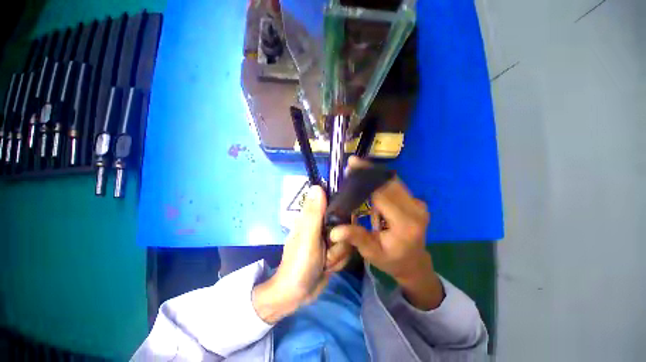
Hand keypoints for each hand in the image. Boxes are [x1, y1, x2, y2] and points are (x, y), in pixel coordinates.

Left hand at [252, 185, 352, 323]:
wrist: (296, 295)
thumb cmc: (299, 263)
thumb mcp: (308, 237)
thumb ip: (314, 213)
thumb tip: (317, 186)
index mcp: (313, 217)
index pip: (335, 205)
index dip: (342, 214)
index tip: (341, 229)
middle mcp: (322, 225)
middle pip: (346, 226)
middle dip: (340, 242)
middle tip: (328, 250)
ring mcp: (328, 239)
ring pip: (347, 240)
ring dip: (338, 255)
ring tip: (324, 262)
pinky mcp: (333, 251)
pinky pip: (346, 251)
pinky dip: (339, 262)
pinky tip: (328, 268)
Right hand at [330, 156, 444, 309]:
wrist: (414, 263)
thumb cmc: (392, 260)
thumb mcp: (372, 253)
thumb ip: (356, 238)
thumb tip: (334, 231)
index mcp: (405, 223)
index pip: (383, 193)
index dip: (366, 178)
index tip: (352, 166)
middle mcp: (415, 209)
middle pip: (390, 182)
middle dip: (369, 171)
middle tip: (353, 163)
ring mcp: (418, 204)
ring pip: (394, 181)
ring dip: (375, 174)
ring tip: (358, 169)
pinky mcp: (416, 201)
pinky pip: (397, 186)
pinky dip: (381, 180)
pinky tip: (369, 179)